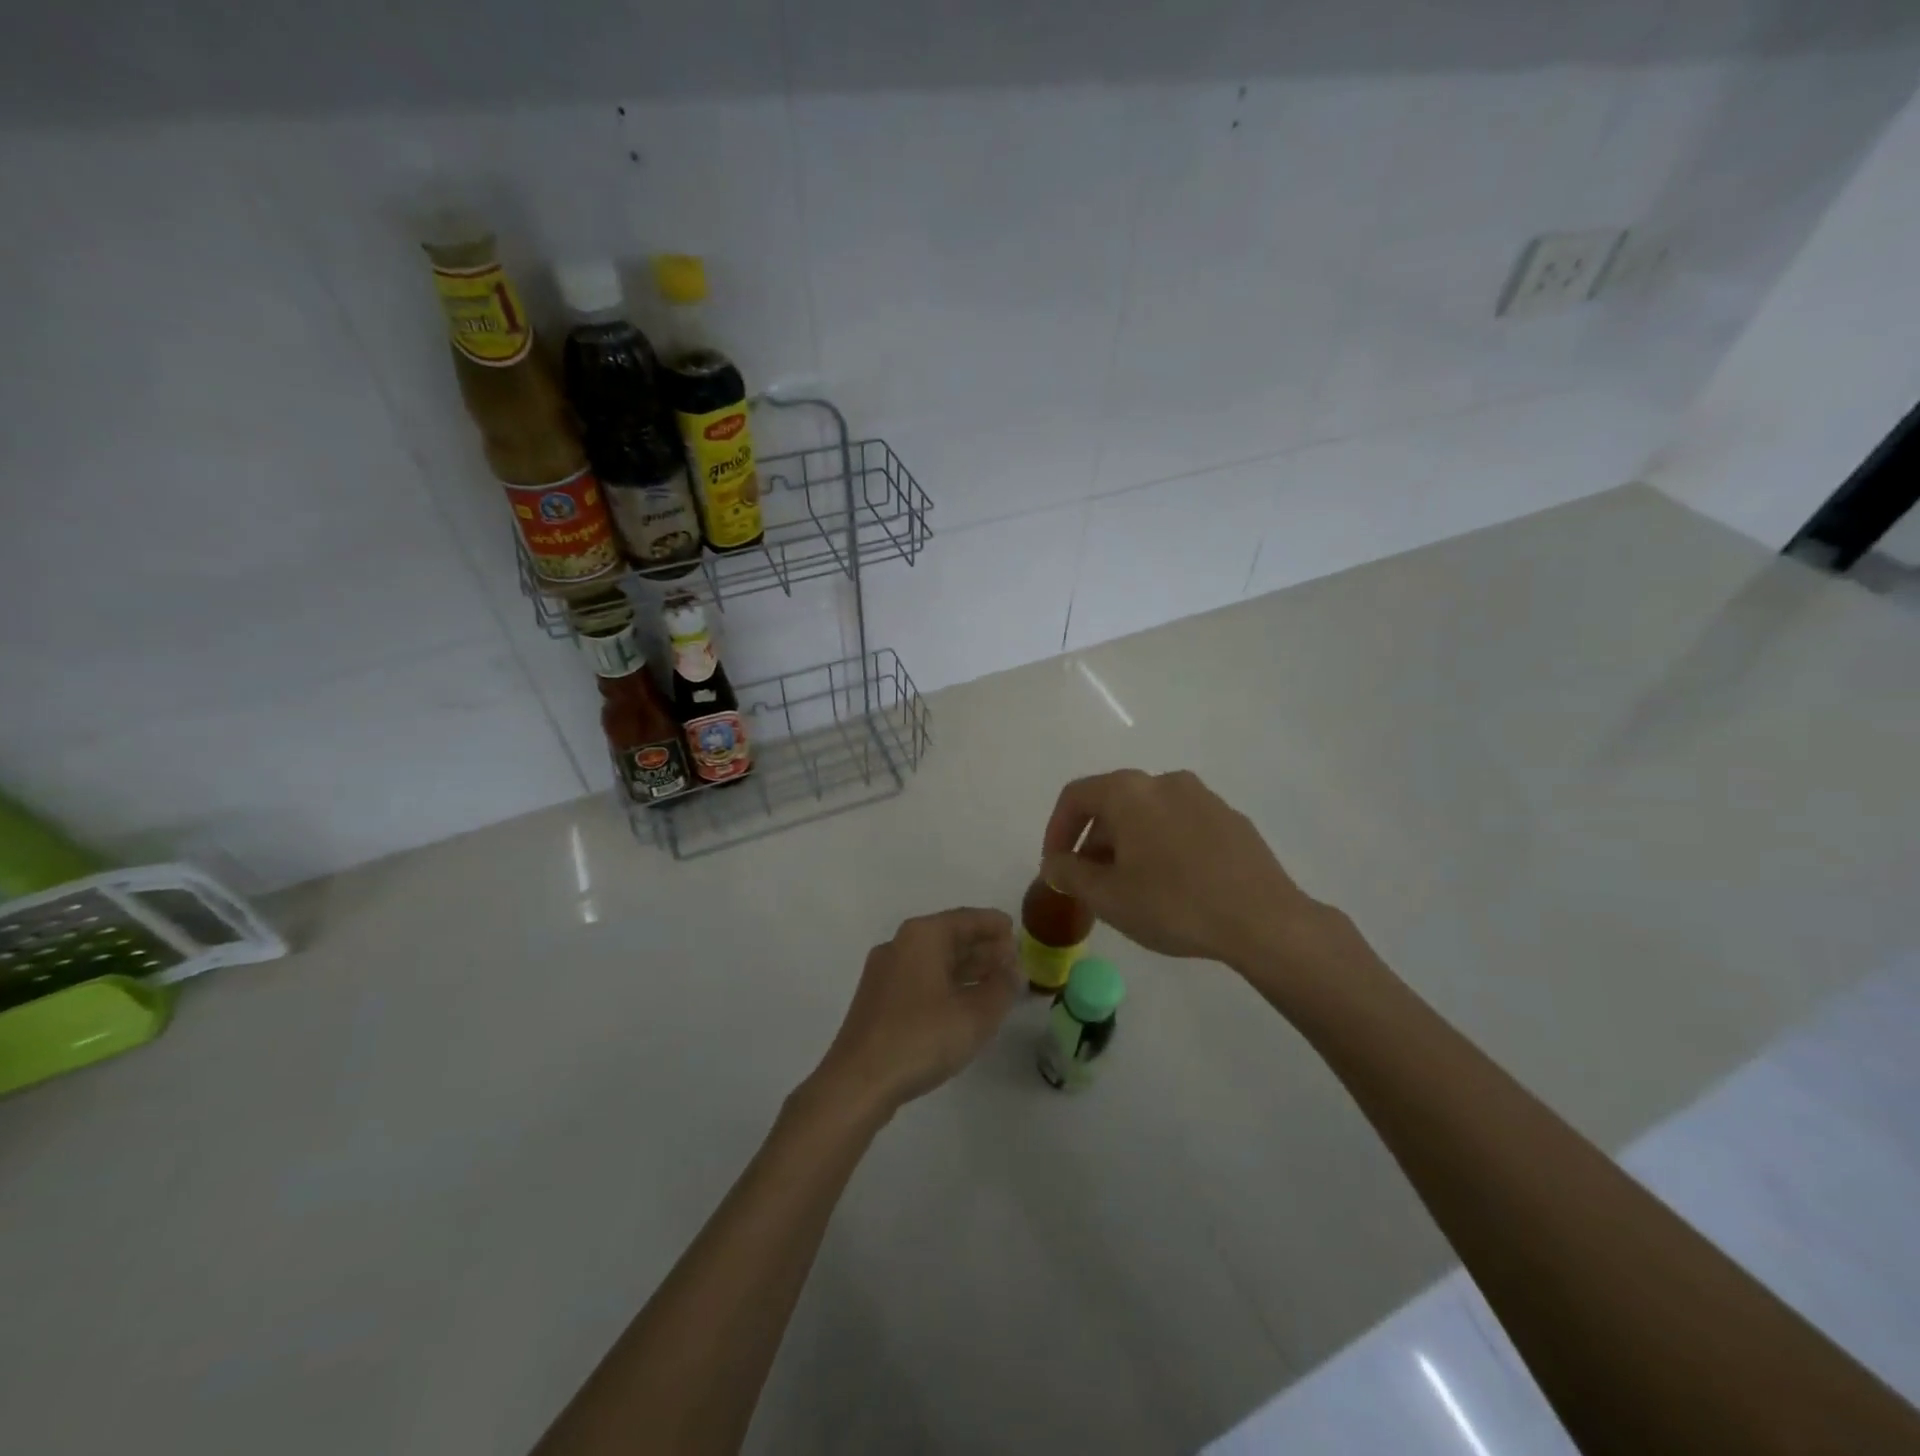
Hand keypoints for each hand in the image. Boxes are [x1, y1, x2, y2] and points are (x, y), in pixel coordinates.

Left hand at [813, 908, 1018, 1114]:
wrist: (858, 1082)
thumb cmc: (921, 1038)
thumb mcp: (975, 1015)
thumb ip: (1001, 988)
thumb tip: (1014, 970)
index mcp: (922, 936)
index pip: (965, 919)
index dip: (993, 925)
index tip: (1017, 931)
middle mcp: (899, 945)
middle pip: (948, 938)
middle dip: (982, 948)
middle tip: (1013, 961)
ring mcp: (885, 974)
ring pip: (934, 961)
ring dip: (966, 969)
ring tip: (997, 983)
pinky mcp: (878, 1001)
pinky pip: (921, 980)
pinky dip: (947, 985)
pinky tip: (964, 1005)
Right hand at [1040, 769, 1327, 968]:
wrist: (1263, 920)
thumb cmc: (1173, 904)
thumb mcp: (1106, 896)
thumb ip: (1068, 874)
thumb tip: (1055, 863)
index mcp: (1129, 792)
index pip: (1075, 797)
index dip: (1056, 830)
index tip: (1055, 867)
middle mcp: (1165, 782)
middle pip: (1113, 804)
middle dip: (1093, 842)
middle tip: (1090, 883)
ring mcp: (1203, 797)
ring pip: (1149, 815)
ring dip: (1129, 844)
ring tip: (1131, 887)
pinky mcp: (1231, 819)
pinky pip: (1182, 825)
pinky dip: (1164, 846)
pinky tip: (1174, 885)